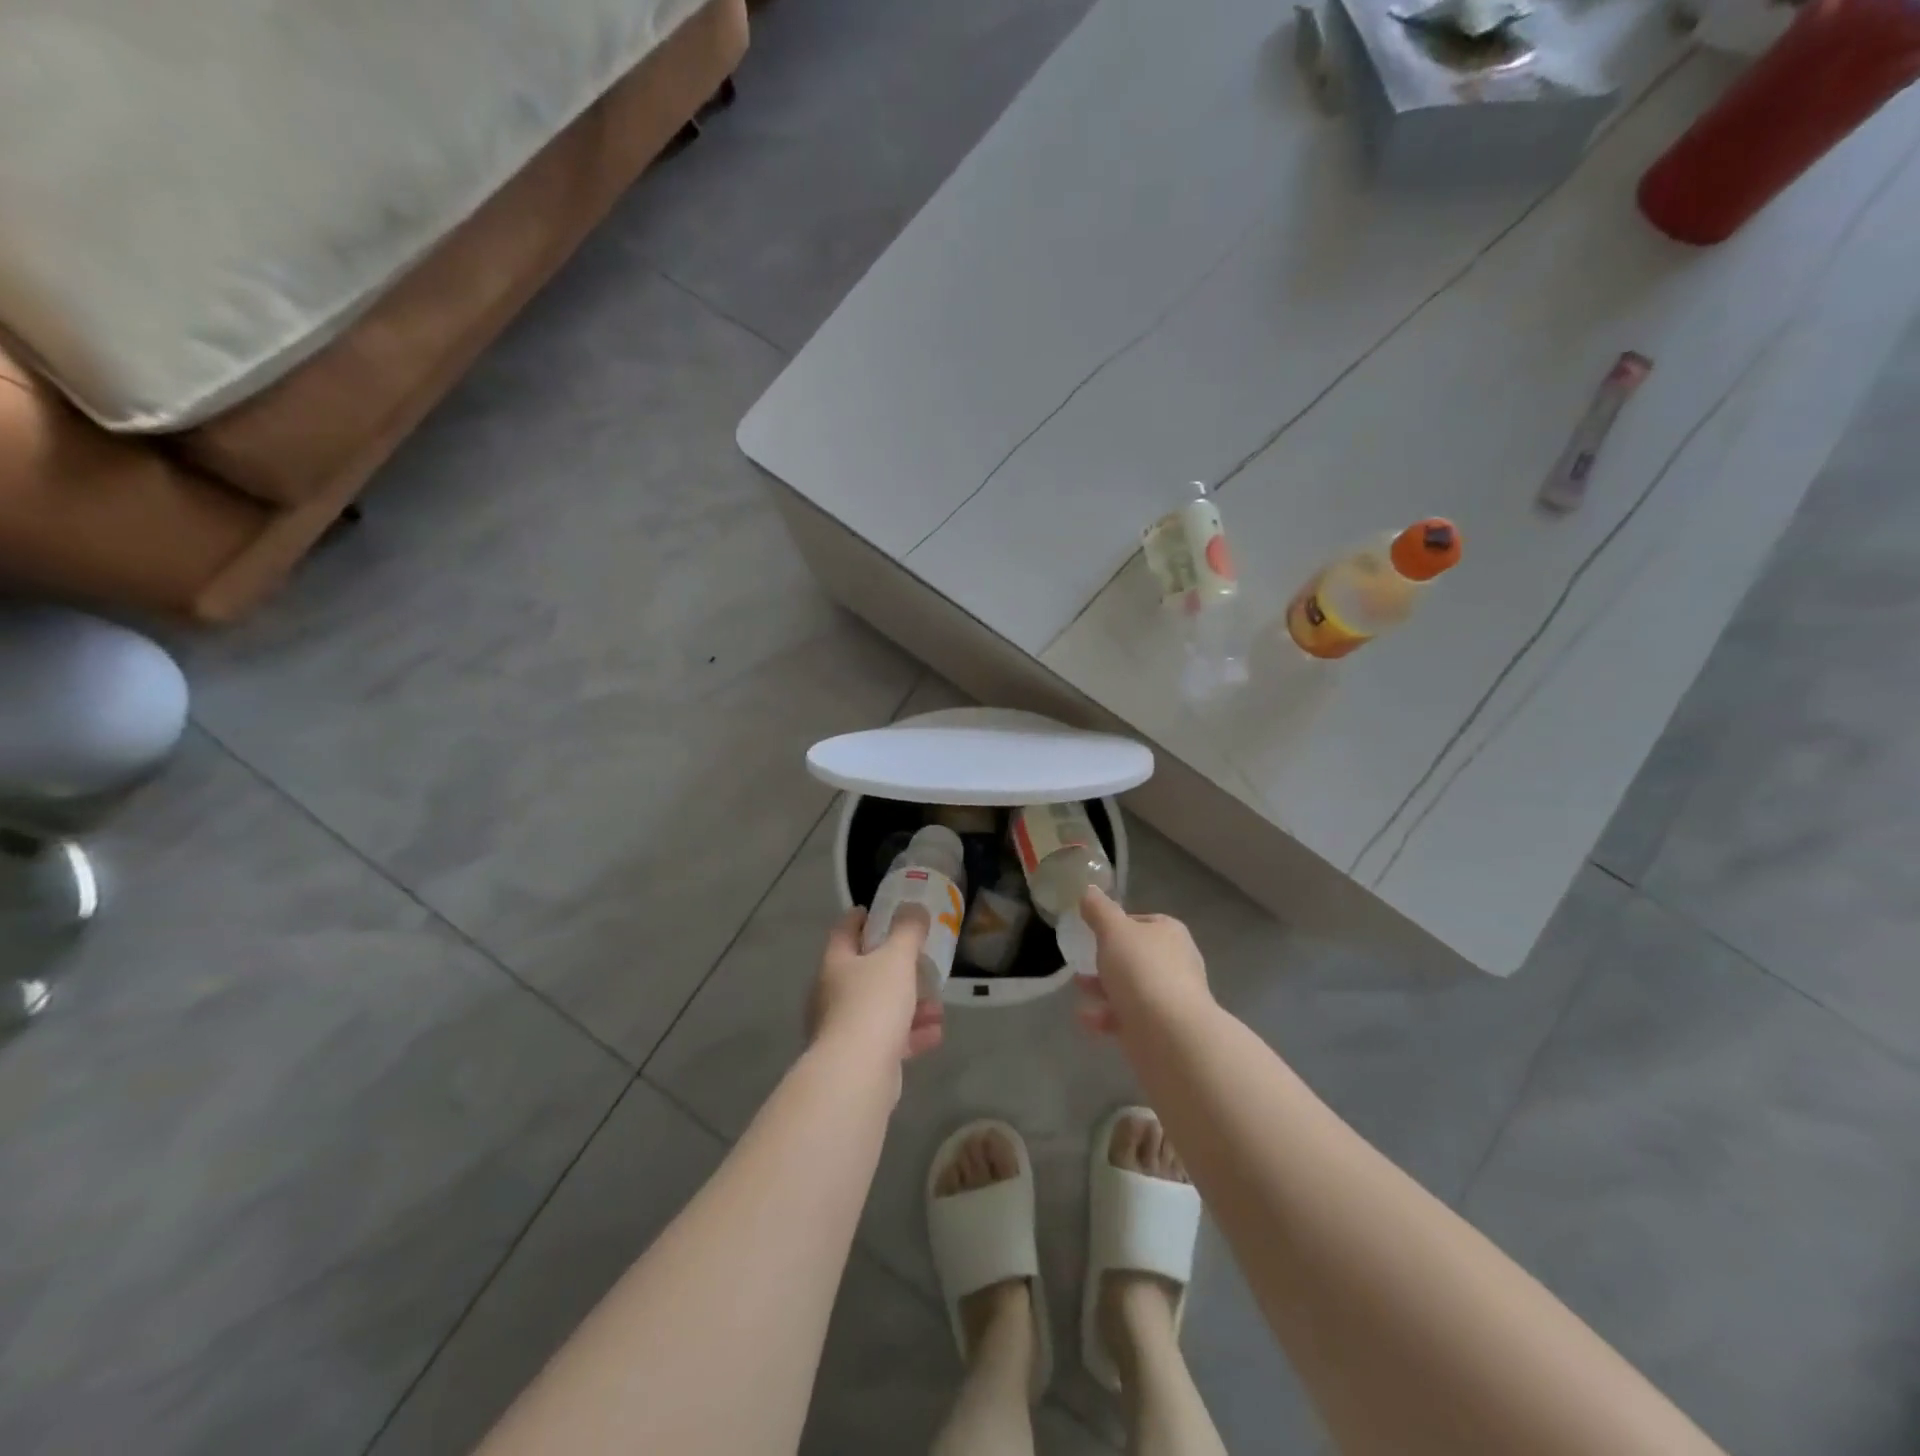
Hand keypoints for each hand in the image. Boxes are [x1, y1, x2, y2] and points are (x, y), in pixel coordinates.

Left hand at [808, 907, 945, 1061]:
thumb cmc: (873, 1003)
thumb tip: (913, 907)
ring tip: (938, 1005)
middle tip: (919, 960)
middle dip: (895, 967)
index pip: (845, 930)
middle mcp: (833, 994)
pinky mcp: (859, 1058)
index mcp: (836, 964)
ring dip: (910, 1004)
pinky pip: (888, 1038)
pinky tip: (935, 1033)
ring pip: (880, 1007)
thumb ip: (908, 931)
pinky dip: (911, 1033)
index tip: (878, 910)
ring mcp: (843, 1028)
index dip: (861, 917)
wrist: (857, 1073)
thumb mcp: (896, 958)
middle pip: (864, 971)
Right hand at [1073, 885, 1210, 1035]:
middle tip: (1083, 960)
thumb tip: (1089, 890)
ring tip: (1078, 987)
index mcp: (1170, 933)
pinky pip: (1129, 1016)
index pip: (1142, 921)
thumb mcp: (1113, 930)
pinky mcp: (1162, 1029)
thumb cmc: (1141, 970)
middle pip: (1136, 955)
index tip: (1094, 931)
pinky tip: (1086, 1019)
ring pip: (1131, 987)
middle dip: (1108, 959)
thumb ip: (1099, 910)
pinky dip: (1107, 1015)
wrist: (1169, 1034)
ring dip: (1103, 987)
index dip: (1118, 924)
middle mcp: (1176, 962)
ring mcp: (1171, 998)